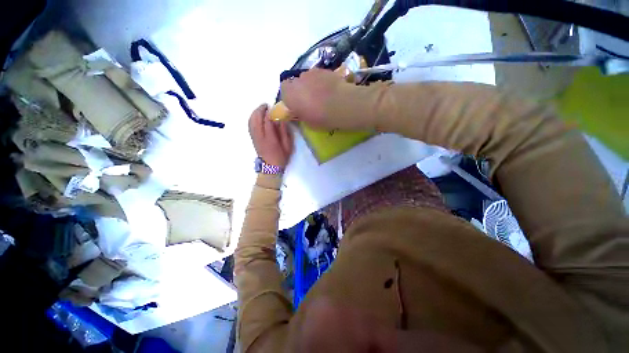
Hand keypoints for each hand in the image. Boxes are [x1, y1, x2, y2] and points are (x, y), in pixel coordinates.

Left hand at [249, 104, 293, 167]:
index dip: (269, 113)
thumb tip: (282, 120)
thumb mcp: (288, 146)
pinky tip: (257, 116)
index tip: (274, 107)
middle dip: (260, 110)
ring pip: (251, 121)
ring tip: (262, 109)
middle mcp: (260, 136)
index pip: (267, 121)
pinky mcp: (253, 138)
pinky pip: (250, 125)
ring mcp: (255, 137)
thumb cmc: (281, 157)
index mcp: (270, 139)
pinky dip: (252, 118)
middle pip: (256, 119)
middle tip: (266, 105)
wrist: (270, 167)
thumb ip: (285, 132)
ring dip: (255, 113)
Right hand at [280, 68, 345, 128]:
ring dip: (311, 84)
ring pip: (307, 78)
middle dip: (301, 89)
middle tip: (309, 100)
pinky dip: (321, 81)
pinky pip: (318, 75)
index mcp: (290, 95)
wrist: (340, 105)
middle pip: (296, 82)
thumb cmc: (321, 118)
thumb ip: (301, 113)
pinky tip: (329, 89)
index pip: (284, 89)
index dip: (290, 95)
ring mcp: (311, 73)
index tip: (297, 103)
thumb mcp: (307, 122)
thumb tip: (302, 110)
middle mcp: (297, 81)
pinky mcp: (323, 70)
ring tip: (322, 94)